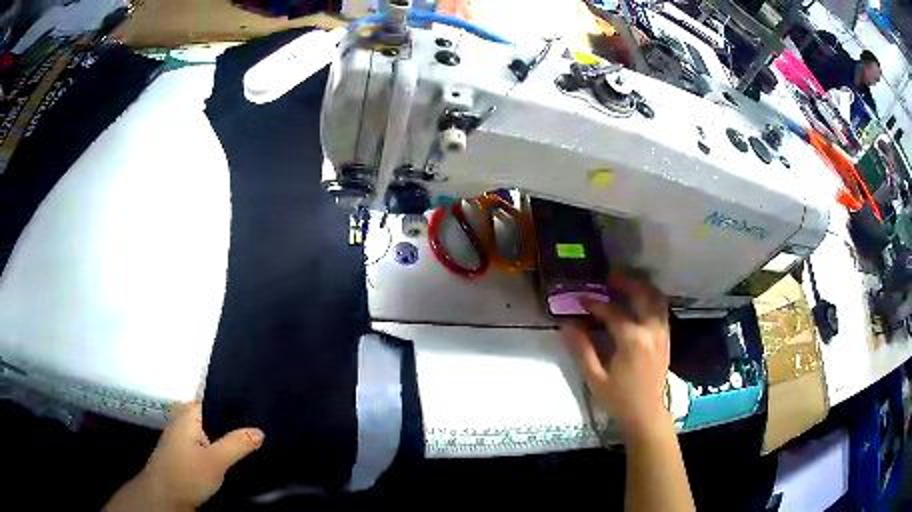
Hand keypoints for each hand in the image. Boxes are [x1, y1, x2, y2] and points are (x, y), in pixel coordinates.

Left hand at [105, 402, 263, 510]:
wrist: (163, 498)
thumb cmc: (185, 473)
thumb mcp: (215, 461)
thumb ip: (236, 445)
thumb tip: (259, 431)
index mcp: (187, 417)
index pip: (209, 399)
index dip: (229, 399)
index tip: (252, 403)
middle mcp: (183, 425)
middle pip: (210, 419)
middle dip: (230, 424)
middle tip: (257, 427)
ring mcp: (181, 443)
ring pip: (207, 436)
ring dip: (224, 441)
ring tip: (251, 444)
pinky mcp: (184, 460)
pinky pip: (204, 450)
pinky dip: (217, 453)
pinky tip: (232, 462)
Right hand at [561, 274, 670, 439]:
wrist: (646, 414)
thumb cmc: (618, 399)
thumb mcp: (595, 377)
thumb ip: (582, 349)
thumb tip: (566, 325)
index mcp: (632, 340)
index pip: (613, 312)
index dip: (595, 303)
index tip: (581, 298)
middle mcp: (651, 330)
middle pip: (643, 294)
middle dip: (626, 282)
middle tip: (609, 278)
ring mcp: (662, 333)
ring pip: (657, 299)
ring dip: (642, 288)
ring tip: (626, 285)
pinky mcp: (666, 338)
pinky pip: (661, 310)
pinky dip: (650, 300)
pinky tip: (638, 302)